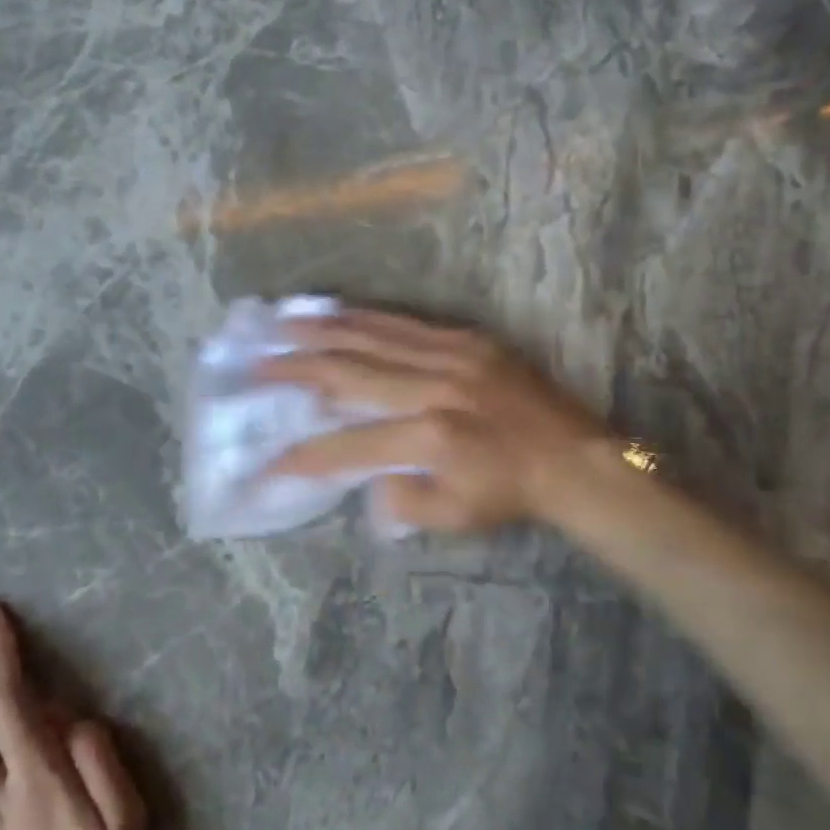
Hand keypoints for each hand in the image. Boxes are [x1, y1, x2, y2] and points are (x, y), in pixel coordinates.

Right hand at [257, 308, 615, 532]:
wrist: (574, 458)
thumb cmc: (510, 494)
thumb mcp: (453, 518)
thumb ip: (399, 502)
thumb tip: (362, 479)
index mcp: (429, 438)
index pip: (346, 448)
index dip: (300, 458)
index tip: (265, 464)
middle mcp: (433, 388)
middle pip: (348, 373)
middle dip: (294, 369)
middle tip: (255, 362)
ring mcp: (451, 356)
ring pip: (372, 336)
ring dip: (321, 331)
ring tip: (281, 325)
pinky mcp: (467, 339)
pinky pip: (405, 323)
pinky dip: (365, 317)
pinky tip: (337, 311)